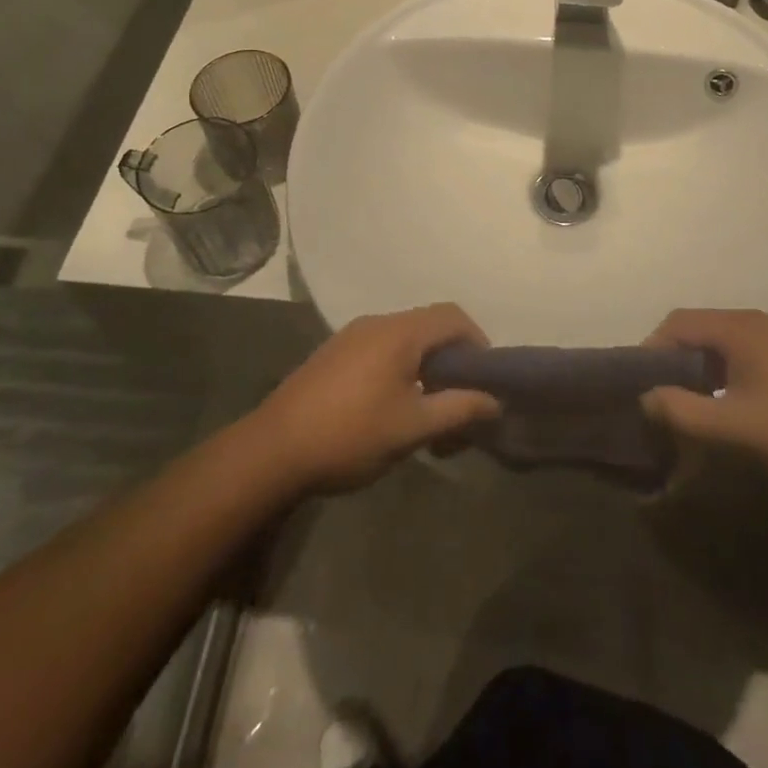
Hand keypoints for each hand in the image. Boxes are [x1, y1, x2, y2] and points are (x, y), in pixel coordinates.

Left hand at [250, 305, 500, 492]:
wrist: (273, 450)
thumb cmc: (350, 434)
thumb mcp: (412, 427)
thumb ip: (457, 409)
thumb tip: (494, 400)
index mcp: (400, 332)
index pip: (453, 316)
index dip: (477, 340)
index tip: (485, 378)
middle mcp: (377, 323)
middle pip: (429, 325)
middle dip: (452, 358)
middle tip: (461, 398)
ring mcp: (351, 336)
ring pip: (404, 339)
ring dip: (425, 365)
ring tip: (429, 409)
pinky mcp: (334, 354)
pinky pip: (381, 349)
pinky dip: (400, 368)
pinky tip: (392, 407)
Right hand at [640, 309, 767, 483]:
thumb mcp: (736, 427)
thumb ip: (684, 411)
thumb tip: (646, 398)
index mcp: (738, 327)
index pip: (676, 322)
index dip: (650, 349)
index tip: (639, 384)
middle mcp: (755, 321)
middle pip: (698, 328)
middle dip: (673, 359)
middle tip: (660, 395)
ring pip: (721, 341)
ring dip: (699, 366)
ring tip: (690, 403)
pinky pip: (743, 351)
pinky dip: (723, 370)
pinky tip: (730, 403)